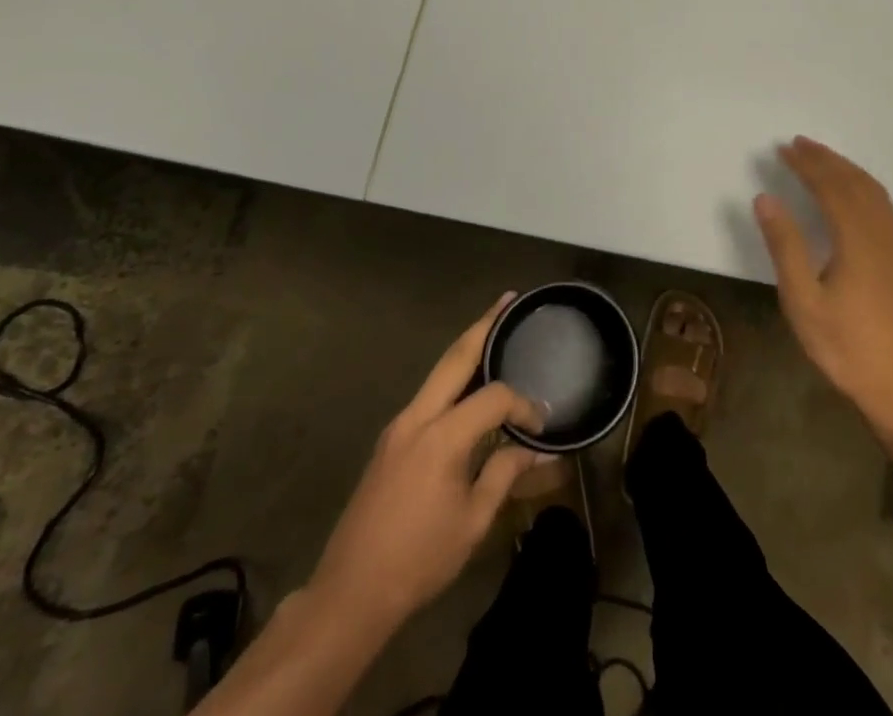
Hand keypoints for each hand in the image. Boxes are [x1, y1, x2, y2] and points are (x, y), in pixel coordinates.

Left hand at [306, 296, 545, 634]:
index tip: (542, 425)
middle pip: (455, 357)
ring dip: (466, 348)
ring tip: (493, 328)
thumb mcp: (472, 521)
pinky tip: (469, 383)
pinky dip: (452, 378)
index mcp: (441, 436)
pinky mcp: (390, 440)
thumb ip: (505, 474)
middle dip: (483, 325)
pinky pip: (428, 394)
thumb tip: (537, 449)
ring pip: (438, 372)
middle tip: (508, 300)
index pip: (493, 398)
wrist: (350, 593)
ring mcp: (398, 426)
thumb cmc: (418, 560)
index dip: (523, 405)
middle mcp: (417, 417)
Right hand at [755, 138, 892, 432]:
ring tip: (822, 158)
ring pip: (874, 192)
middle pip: (854, 183)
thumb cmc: (843, 346)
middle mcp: (880, 235)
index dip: (807, 165)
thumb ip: (785, 246)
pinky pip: (885, 207)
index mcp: (856, 241)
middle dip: (826, 159)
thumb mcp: (802, 300)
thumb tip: (765, 198)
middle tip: (798, 143)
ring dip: (847, 169)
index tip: (783, 149)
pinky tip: (854, 192)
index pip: (830, 188)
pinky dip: (865, 186)